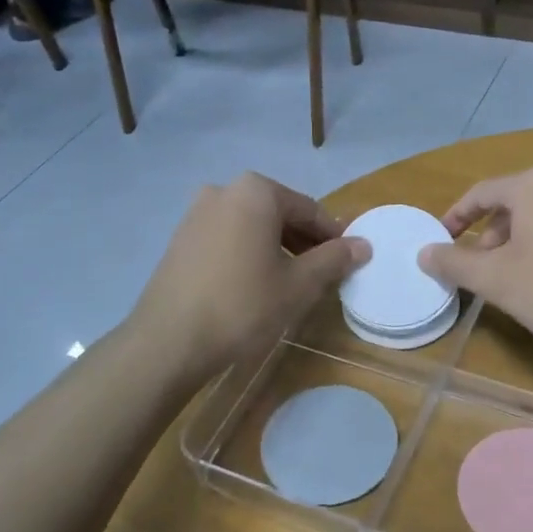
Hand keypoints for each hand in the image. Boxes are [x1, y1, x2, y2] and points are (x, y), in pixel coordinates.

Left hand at [130, 173, 369, 381]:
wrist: (169, 340)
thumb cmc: (243, 306)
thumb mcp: (298, 285)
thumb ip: (333, 259)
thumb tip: (363, 245)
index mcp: (256, 192)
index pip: (309, 210)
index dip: (333, 237)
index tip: (349, 261)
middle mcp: (224, 190)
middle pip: (279, 214)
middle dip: (305, 242)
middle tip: (323, 275)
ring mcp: (197, 213)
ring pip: (253, 226)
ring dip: (277, 248)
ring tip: (292, 283)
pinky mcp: (180, 238)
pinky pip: (228, 238)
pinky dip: (249, 253)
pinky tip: (256, 285)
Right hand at [417, 167, 532, 356]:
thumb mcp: (493, 278)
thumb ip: (453, 262)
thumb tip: (424, 253)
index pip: (482, 192)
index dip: (456, 217)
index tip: (441, 241)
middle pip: (514, 202)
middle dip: (489, 233)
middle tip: (478, 266)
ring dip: (517, 241)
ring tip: (510, 276)